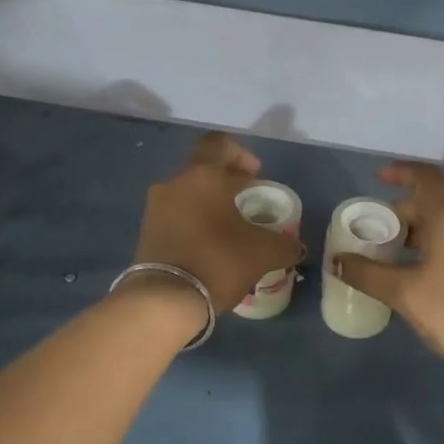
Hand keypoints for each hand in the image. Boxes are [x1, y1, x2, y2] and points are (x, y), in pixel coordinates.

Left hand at [130, 133, 302, 314]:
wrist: (165, 299)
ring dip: (209, 203)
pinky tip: (211, 245)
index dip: (240, 154)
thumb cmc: (218, 261)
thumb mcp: (263, 253)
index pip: (218, 144)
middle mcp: (174, 183)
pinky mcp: (146, 232)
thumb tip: (296, 247)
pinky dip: (194, 222)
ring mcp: (155, 208)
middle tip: (248, 201)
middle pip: (202, 169)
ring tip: (231, 227)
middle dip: (226, 181)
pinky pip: (176, 216)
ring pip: (187, 193)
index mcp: (202, 176)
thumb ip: (284, 245)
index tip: (256, 175)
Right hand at [332, 163, 443, 381]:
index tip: (378, 178)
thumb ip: (366, 273)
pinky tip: (414, 273)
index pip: (426, 177)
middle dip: (401, 211)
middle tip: (373, 231)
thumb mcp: (403, 292)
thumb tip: (335, 261)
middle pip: (433, 201)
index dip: (401, 172)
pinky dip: (431, 246)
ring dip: (416, 232)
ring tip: (388, 253)